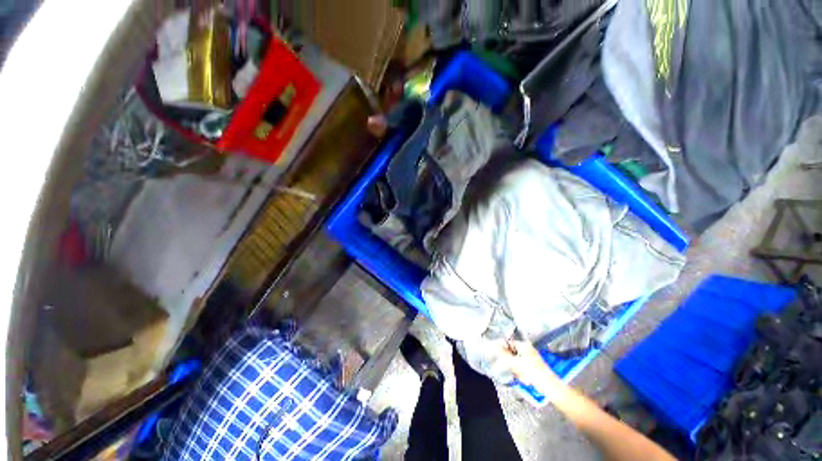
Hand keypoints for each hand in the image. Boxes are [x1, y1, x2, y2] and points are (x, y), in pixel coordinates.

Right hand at [498, 340, 565, 399]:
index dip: (501, 349)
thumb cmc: (534, 372)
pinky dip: (521, 375)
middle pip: (510, 354)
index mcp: (524, 345)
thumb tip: (494, 348)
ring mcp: (529, 359)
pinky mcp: (531, 368)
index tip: (496, 354)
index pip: (508, 343)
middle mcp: (527, 350)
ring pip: (515, 363)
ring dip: (517, 371)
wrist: (549, 386)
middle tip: (517, 370)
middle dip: (512, 364)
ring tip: (524, 376)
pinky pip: (520, 369)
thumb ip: (503, 355)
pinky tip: (527, 379)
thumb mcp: (516, 363)